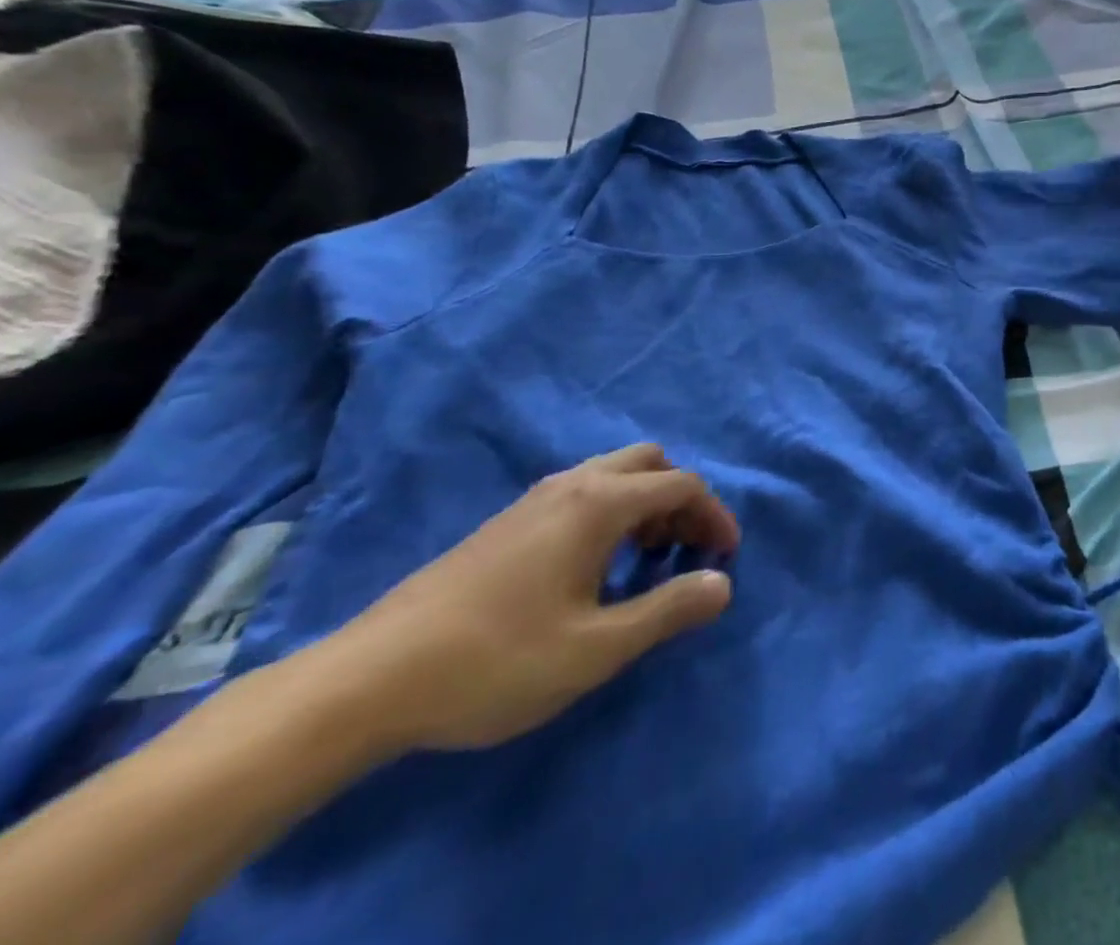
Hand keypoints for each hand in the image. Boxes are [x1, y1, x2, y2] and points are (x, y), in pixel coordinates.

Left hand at [304, 444, 737, 756]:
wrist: (371, 678)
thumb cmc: (497, 660)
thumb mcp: (596, 648)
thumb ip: (668, 610)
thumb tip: (722, 584)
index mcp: (600, 502)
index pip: (681, 485)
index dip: (714, 516)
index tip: (726, 557)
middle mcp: (573, 484)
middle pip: (650, 463)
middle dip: (680, 499)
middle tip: (685, 549)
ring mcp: (535, 498)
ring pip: (613, 473)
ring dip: (645, 503)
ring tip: (647, 558)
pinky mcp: (508, 520)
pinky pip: (583, 491)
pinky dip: (612, 510)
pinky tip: (594, 565)